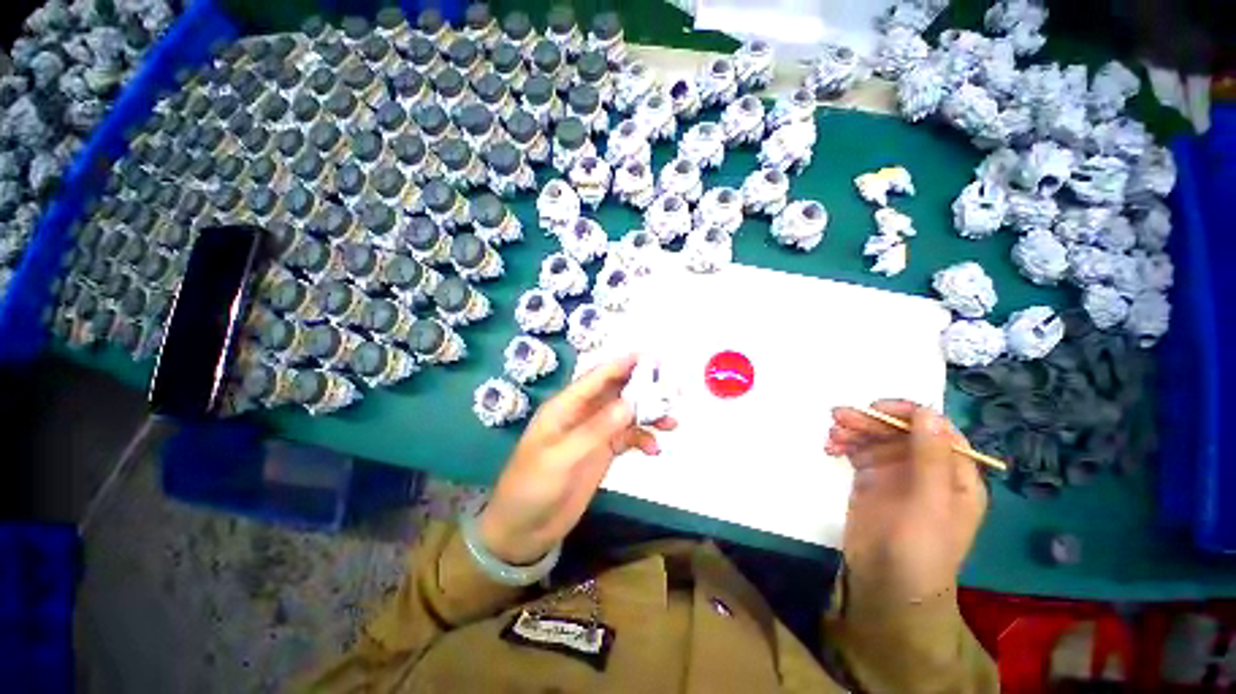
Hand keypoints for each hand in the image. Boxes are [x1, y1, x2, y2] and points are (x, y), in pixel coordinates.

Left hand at [478, 354, 676, 564]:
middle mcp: (583, 414)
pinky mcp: (602, 452)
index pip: (597, 377)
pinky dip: (643, 439)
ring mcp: (594, 433)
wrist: (523, 529)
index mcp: (566, 406)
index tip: (651, 356)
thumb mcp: (562, 458)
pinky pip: (628, 438)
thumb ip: (596, 430)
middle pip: (617, 392)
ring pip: (627, 414)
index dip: (623, 364)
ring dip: (649, 415)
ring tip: (672, 422)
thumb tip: (630, 403)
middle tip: (672, 389)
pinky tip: (654, 450)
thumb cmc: (532, 488)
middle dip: (644, 388)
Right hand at [827, 400, 986, 603]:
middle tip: (839, 417)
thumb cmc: (919, 548)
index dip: (908, 414)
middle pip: (900, 432)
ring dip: (854, 431)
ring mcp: (896, 475)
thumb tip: (928, 412)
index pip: (936, 430)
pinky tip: (830, 447)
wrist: (886, 584)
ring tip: (831, 433)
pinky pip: (858, 452)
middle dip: (871, 422)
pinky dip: (844, 445)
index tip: (876, 408)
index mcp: (954, 474)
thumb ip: (930, 458)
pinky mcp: (870, 481)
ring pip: (876, 439)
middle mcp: (927, 470)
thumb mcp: (930, 503)